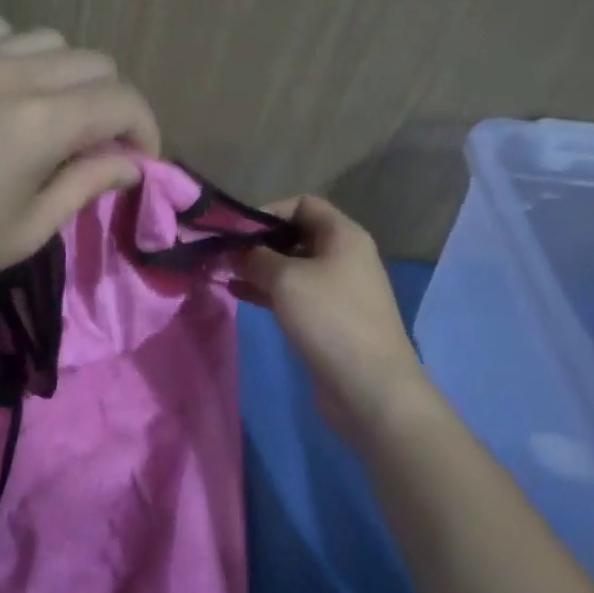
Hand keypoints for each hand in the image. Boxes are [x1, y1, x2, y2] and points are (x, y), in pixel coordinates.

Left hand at [0, 17, 158, 312]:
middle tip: (96, 145)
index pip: (123, 101)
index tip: (138, 161)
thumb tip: (131, 163)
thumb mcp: (29, 227)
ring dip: (66, 75)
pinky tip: (3, 87)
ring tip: (49, 113)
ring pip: (49, 39)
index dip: (145, 129)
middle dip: (110, 103)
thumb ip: (87, 183)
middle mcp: (14, 73)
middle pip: (94, 62)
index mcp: (43, 121)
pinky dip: (17, 52)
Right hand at [234, 196, 423, 419]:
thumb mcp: (285, 279)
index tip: (237, 229)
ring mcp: (338, 289)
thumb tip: (236, 250)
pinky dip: (267, 290)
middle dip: (258, 242)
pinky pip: (294, 294)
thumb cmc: (330, 319)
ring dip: (258, 268)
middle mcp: (344, 256)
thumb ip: (255, 257)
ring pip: (292, 267)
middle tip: (223, 252)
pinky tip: (237, 293)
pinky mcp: (329, 318)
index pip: (302, 204)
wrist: (371, 388)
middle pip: (295, 235)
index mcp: (343, 235)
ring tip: (223, 272)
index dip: (268, 211)